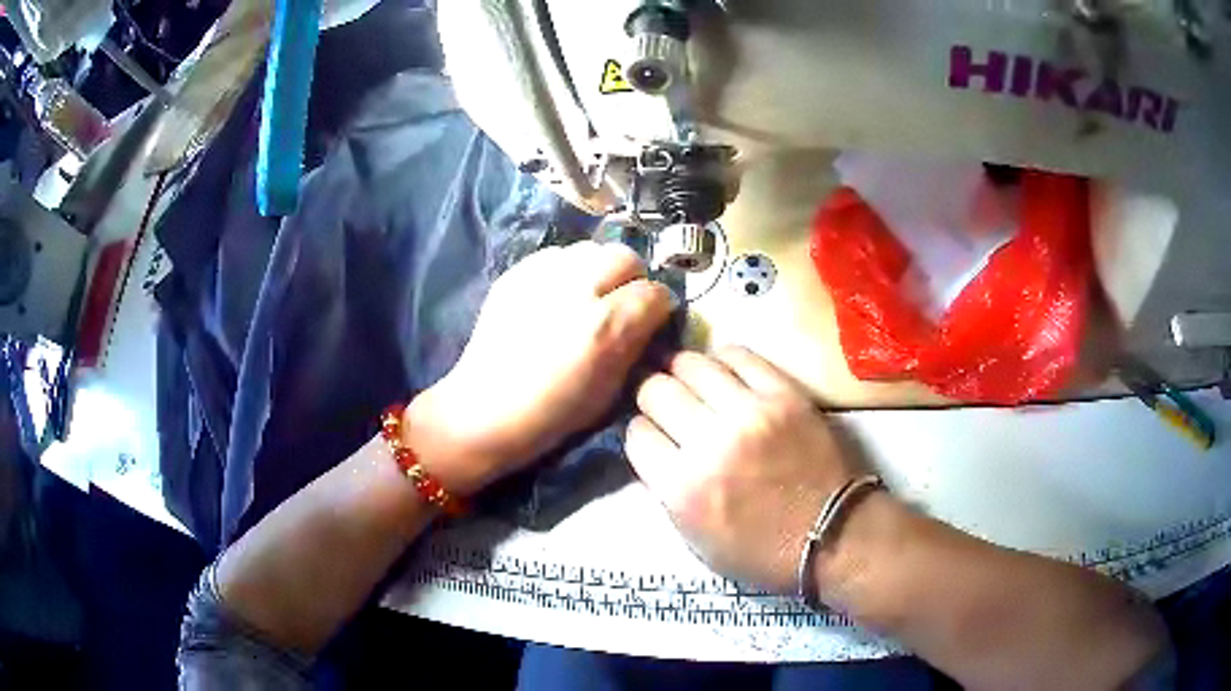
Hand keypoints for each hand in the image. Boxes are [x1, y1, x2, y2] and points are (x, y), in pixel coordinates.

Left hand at [407, 242, 673, 493]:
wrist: (484, 411)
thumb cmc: (553, 414)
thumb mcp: (611, 391)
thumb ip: (636, 345)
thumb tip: (651, 319)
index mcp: (606, 325)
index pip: (655, 292)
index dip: (658, 308)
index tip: (651, 320)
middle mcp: (577, 289)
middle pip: (624, 256)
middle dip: (631, 278)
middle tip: (620, 302)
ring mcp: (541, 276)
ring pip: (589, 249)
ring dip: (598, 269)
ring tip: (587, 295)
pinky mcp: (514, 273)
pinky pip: (555, 255)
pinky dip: (565, 270)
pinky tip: (556, 296)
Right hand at [626, 348, 865, 591]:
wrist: (834, 534)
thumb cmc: (762, 550)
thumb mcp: (695, 539)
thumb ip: (666, 489)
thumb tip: (654, 443)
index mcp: (683, 488)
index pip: (637, 432)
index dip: (640, 431)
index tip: (652, 434)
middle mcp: (710, 442)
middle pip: (656, 390)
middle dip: (653, 396)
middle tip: (666, 404)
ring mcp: (751, 412)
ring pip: (692, 363)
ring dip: (683, 372)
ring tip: (693, 384)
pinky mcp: (785, 393)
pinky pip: (739, 354)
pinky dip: (722, 360)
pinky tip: (723, 373)